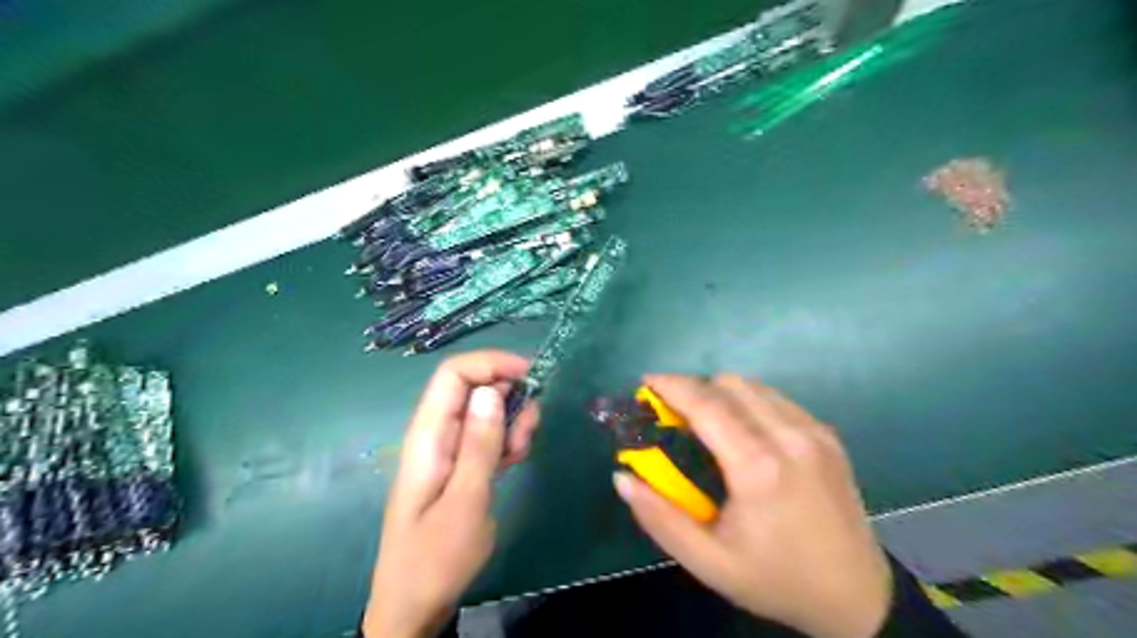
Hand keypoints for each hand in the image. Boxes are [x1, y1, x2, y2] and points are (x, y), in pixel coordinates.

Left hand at [364, 351, 540, 634]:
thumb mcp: (465, 501)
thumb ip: (479, 444)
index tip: (530, 375)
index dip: (491, 363)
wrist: (415, 603)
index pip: (453, 374)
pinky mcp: (461, 464)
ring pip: (485, 412)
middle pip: (473, 389)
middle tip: (527, 432)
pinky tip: (513, 461)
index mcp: (428, 436)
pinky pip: (487, 436)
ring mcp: (449, 449)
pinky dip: (506, 440)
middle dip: (508, 397)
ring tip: (520, 453)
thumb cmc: (436, 557)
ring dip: (510, 422)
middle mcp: (437, 434)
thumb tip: (491, 391)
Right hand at [620, 378, 890, 637]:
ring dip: (721, 392)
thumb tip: (622, 477)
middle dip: (693, 387)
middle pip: (729, 384)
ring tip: (704, 419)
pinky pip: (777, 399)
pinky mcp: (827, 435)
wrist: (857, 598)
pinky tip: (741, 429)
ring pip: (755, 386)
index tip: (646, 381)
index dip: (672, 385)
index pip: (706, 404)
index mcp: (758, 467)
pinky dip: (749, 401)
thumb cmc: (776, 580)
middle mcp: (789, 437)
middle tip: (671, 411)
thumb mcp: (708, 562)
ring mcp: (813, 432)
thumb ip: (660, 518)